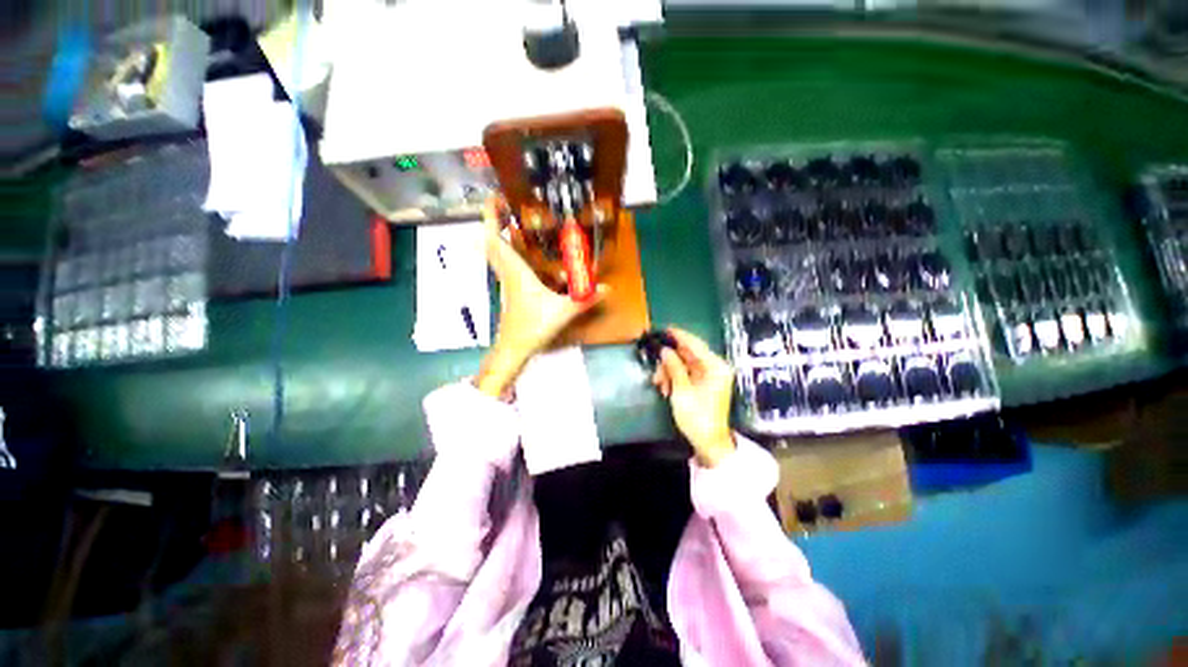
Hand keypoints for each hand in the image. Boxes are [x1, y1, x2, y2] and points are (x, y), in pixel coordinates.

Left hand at [476, 198, 606, 397]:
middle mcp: (507, 273)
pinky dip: (507, 252)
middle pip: (491, 243)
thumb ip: (585, 299)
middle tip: (505, 206)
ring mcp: (506, 283)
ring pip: (496, 254)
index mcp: (516, 272)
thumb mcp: (563, 312)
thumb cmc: (533, 327)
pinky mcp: (510, 291)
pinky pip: (504, 264)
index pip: (495, 239)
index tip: (493, 198)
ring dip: (499, 235)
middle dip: (493, 221)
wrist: (514, 349)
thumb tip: (607, 288)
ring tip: (512, 222)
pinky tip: (522, 253)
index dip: (491, 217)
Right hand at [651, 328, 736, 467]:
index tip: (665, 329)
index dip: (679, 336)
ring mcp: (708, 376)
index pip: (696, 345)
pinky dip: (674, 378)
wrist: (708, 442)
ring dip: (669, 372)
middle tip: (656, 368)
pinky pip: (685, 374)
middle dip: (669, 361)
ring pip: (684, 364)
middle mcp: (714, 368)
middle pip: (688, 355)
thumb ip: (674, 367)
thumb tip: (664, 350)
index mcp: (716, 367)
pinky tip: (665, 388)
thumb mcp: (682, 391)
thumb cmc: (698, 417)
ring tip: (659, 384)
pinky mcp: (703, 384)